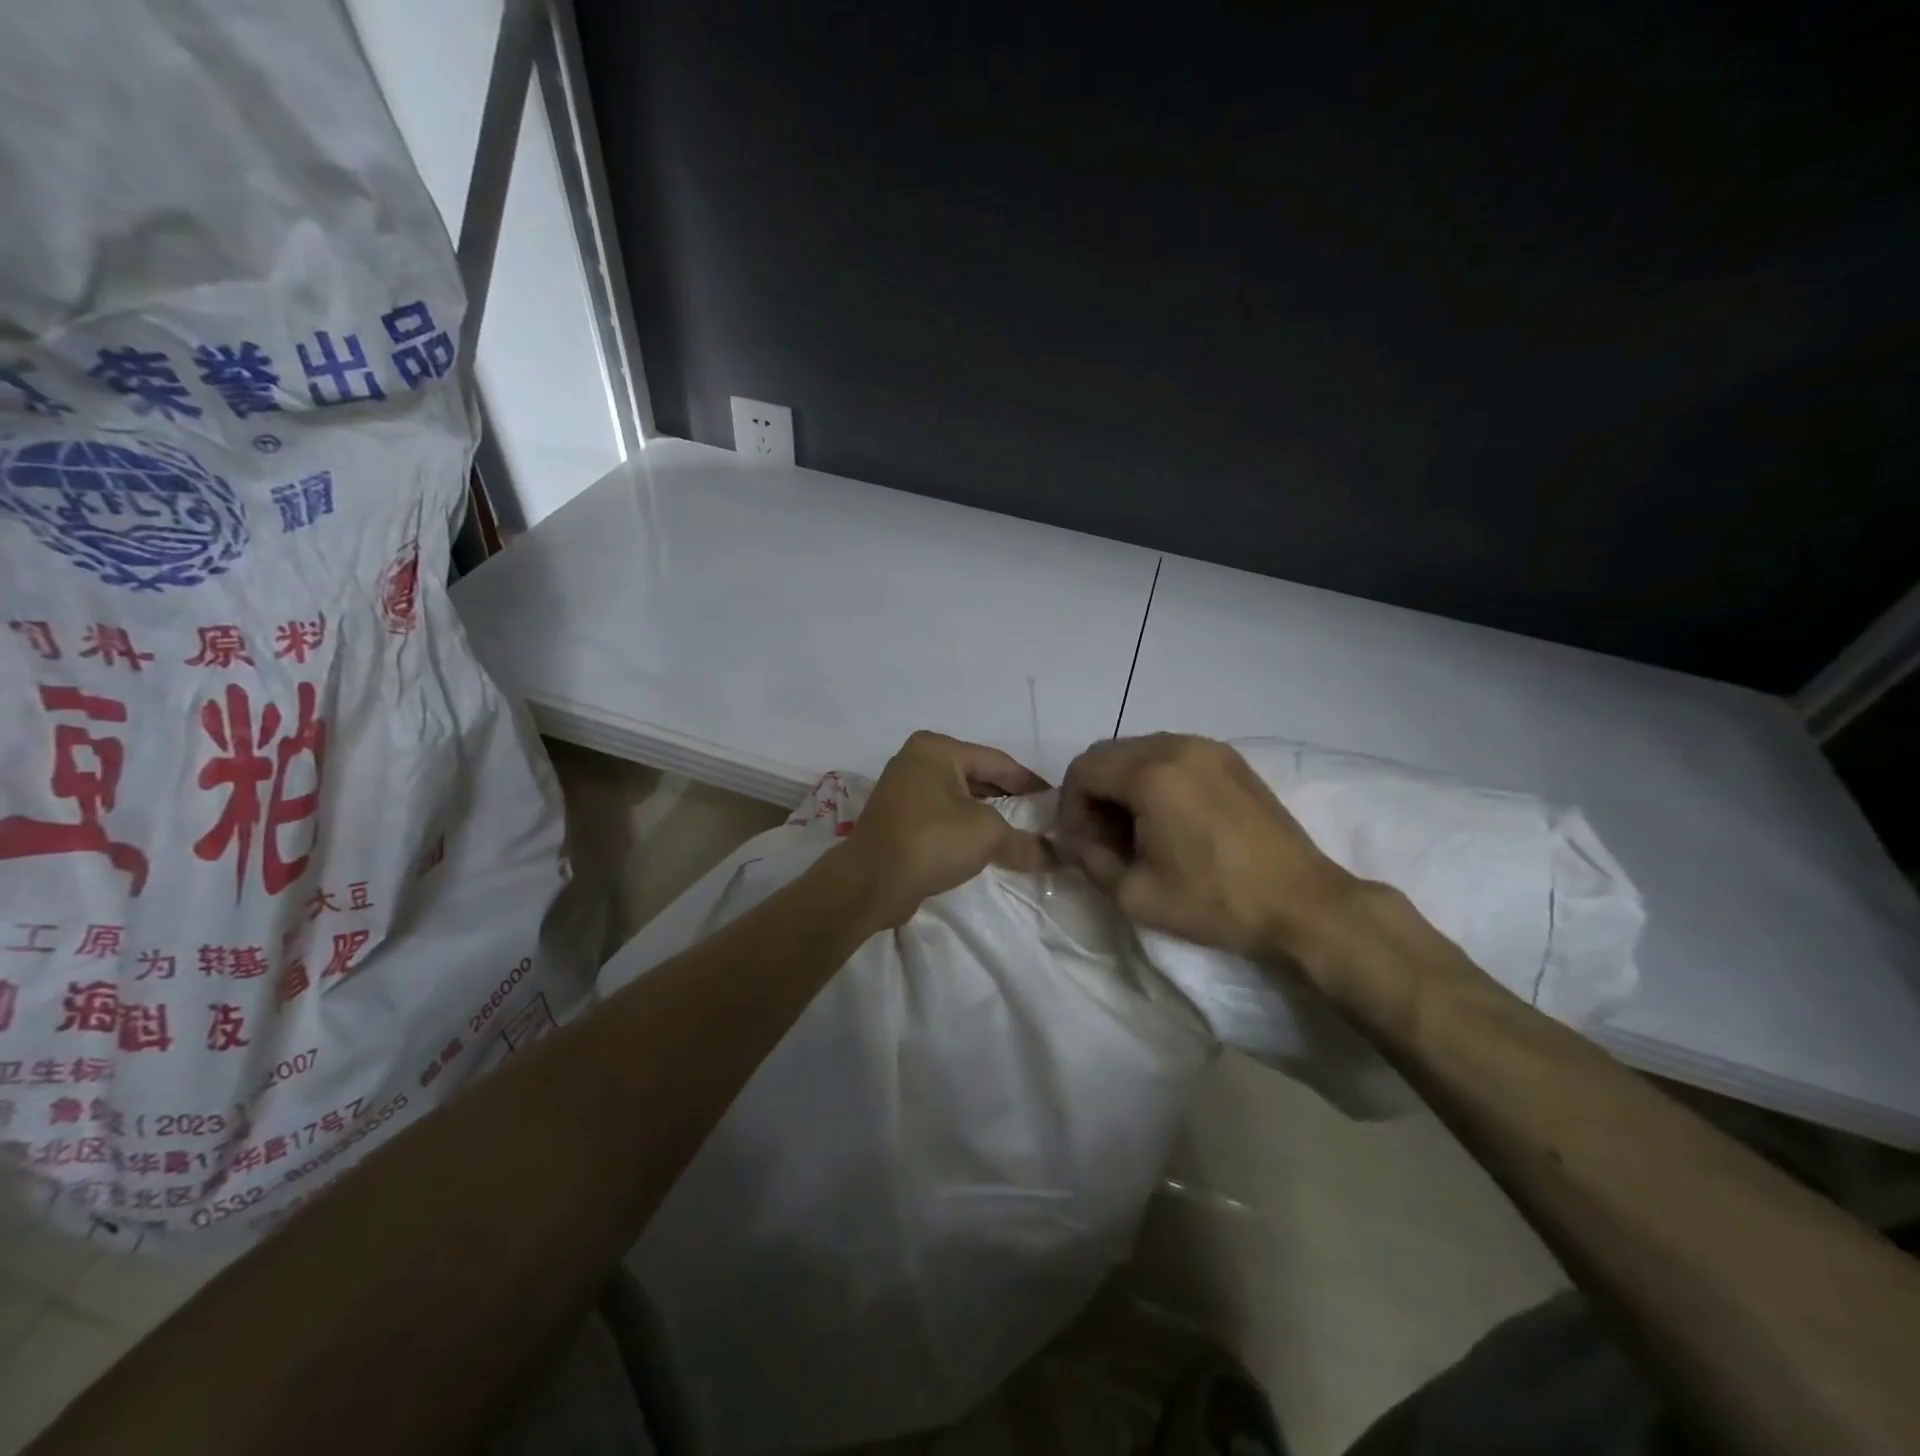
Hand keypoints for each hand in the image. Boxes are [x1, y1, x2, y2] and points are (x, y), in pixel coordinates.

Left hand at [840, 731, 1052, 928]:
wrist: (869, 883)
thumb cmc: (931, 841)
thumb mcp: (987, 836)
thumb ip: (1024, 841)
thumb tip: (1057, 856)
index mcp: (937, 748)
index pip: (998, 761)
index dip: (1030, 783)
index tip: (1057, 802)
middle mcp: (917, 760)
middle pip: (977, 777)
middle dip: (1009, 800)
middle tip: (1041, 820)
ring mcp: (903, 789)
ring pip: (959, 798)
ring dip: (987, 816)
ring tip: (1019, 836)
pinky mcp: (897, 818)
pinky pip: (942, 815)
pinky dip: (964, 827)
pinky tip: (985, 847)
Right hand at [1055, 734, 1356, 958]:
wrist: (1301, 903)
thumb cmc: (1215, 901)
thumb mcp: (1135, 894)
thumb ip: (1089, 860)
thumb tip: (1073, 840)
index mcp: (1150, 775)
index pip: (1082, 771)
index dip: (1069, 808)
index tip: (1082, 845)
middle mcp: (1176, 746)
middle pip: (1107, 754)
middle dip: (1094, 794)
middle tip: (1105, 838)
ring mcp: (1208, 747)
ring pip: (1139, 750)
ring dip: (1123, 783)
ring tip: (1137, 830)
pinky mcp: (1231, 758)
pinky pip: (1171, 753)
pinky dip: (1154, 777)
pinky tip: (1169, 818)